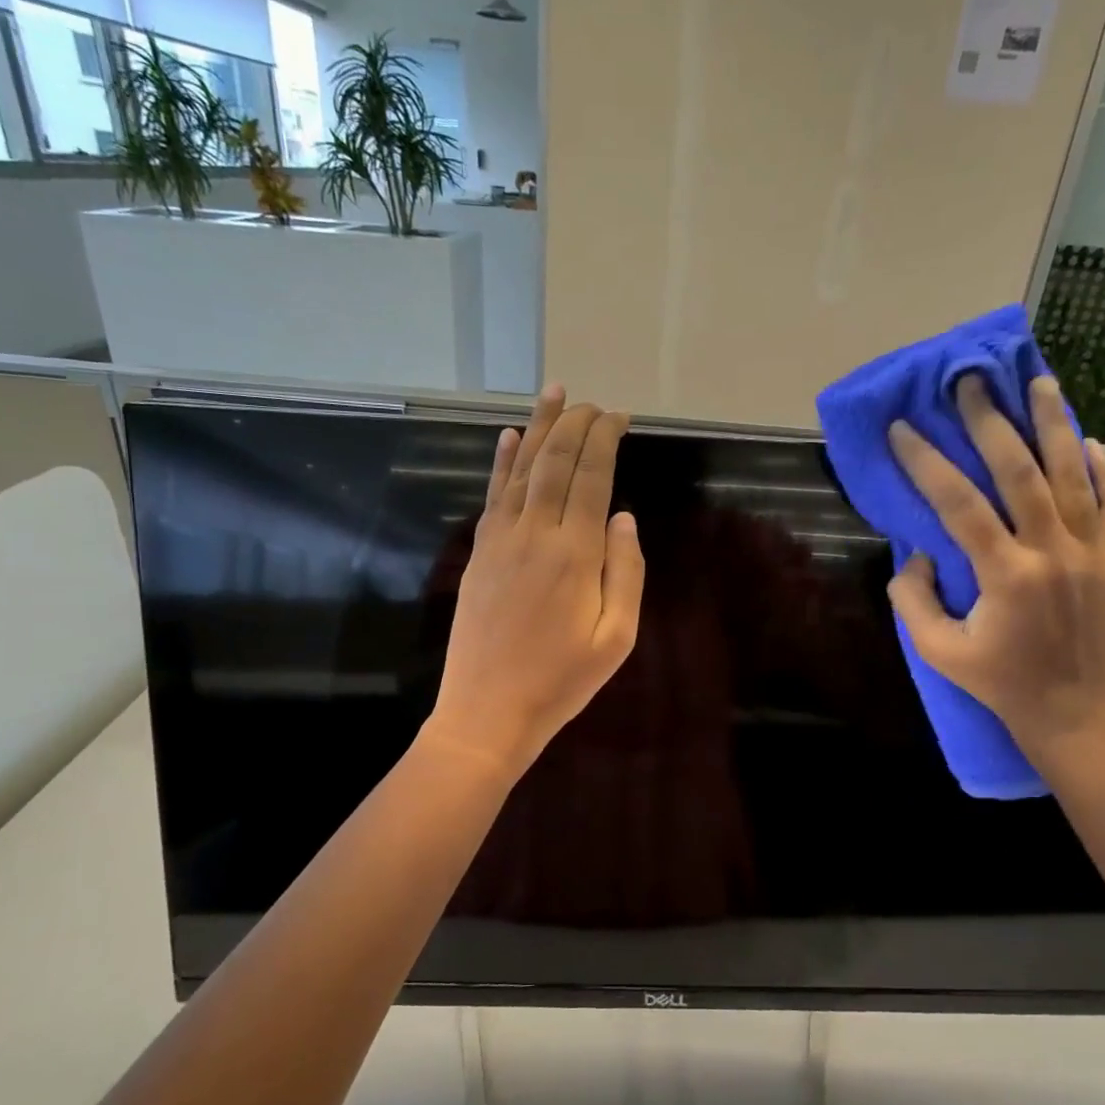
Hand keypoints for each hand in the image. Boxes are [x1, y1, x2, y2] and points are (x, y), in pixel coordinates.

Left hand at [424, 385, 645, 776]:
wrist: (488, 711)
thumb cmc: (561, 681)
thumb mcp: (616, 638)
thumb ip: (625, 572)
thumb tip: (624, 517)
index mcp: (575, 553)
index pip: (592, 477)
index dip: (605, 440)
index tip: (619, 417)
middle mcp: (536, 533)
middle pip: (556, 462)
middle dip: (577, 425)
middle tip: (595, 403)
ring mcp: (501, 540)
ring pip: (522, 468)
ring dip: (540, 427)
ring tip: (555, 394)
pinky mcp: (479, 552)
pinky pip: (493, 495)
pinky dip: (502, 462)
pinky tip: (509, 437)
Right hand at [885, 374, 1104, 760]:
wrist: (1072, 713)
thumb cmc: (998, 683)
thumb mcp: (937, 652)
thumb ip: (913, 599)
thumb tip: (920, 555)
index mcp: (1005, 576)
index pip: (959, 504)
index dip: (927, 462)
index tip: (902, 428)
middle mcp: (1053, 553)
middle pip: (1021, 472)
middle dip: (992, 422)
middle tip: (971, 383)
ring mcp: (1093, 553)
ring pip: (1074, 475)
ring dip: (1054, 424)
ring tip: (1040, 382)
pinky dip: (1104, 468)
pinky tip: (1087, 440)